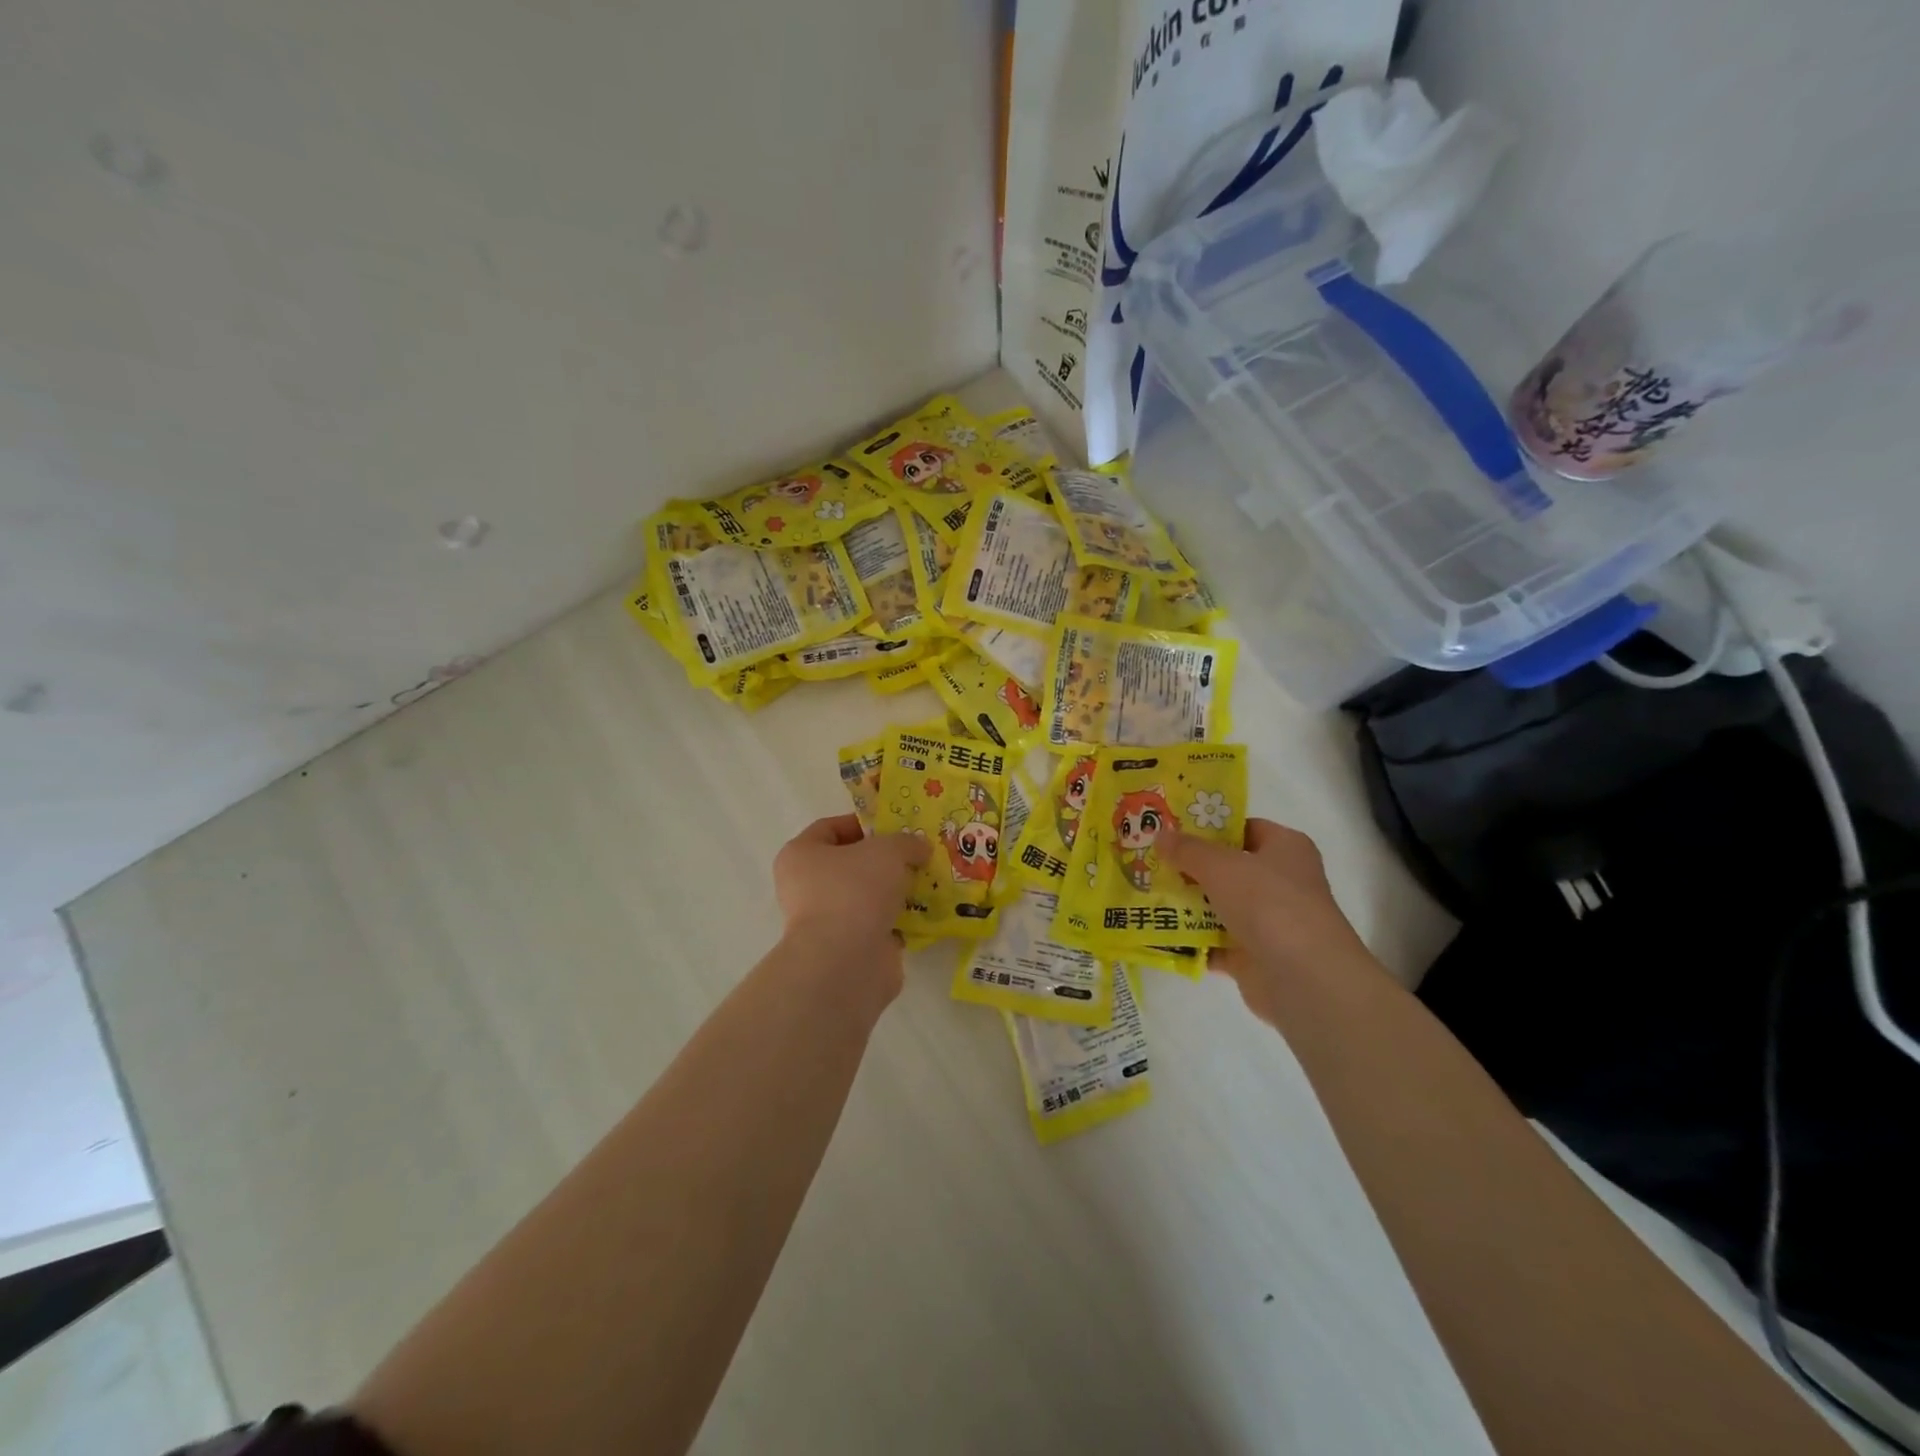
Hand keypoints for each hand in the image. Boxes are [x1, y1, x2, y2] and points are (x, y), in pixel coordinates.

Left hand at [773, 814, 928, 956]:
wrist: (846, 961)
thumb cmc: (855, 890)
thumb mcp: (888, 850)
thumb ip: (906, 842)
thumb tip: (920, 848)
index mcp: (800, 855)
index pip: (830, 828)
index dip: (863, 823)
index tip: (896, 827)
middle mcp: (806, 887)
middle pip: (850, 864)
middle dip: (885, 860)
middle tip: (916, 855)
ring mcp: (826, 921)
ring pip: (866, 897)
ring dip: (894, 891)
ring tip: (927, 882)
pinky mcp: (847, 949)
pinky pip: (877, 926)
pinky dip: (898, 921)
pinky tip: (925, 913)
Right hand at [1161, 818, 1382, 1019]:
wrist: (1302, 978)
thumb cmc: (1268, 903)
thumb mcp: (1220, 865)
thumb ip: (1187, 849)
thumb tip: (1160, 834)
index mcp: (1286, 848)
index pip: (1245, 829)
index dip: (1210, 828)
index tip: (1172, 830)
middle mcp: (1281, 882)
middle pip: (1229, 869)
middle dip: (1190, 867)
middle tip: (1150, 861)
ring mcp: (1269, 922)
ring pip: (1219, 906)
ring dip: (1187, 904)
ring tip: (1145, 894)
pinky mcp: (1255, 956)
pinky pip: (1215, 942)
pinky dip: (1191, 940)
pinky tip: (1158, 932)